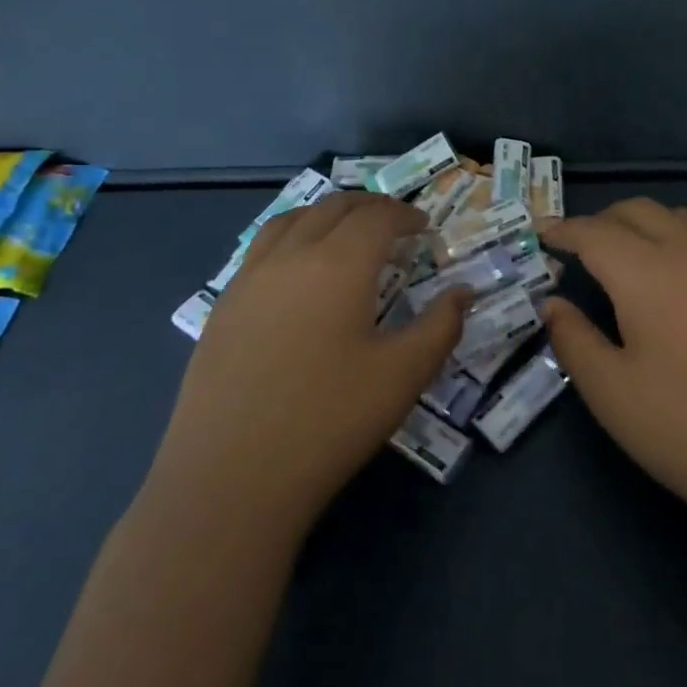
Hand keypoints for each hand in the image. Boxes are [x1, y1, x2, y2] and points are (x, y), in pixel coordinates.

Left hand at [154, 192, 469, 539]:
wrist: (229, 480)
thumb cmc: (329, 421)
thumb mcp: (403, 375)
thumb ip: (441, 325)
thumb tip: (463, 293)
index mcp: (337, 265)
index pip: (377, 217)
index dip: (405, 215)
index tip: (424, 228)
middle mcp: (290, 257)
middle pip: (332, 207)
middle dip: (369, 207)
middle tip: (394, 223)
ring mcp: (248, 280)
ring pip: (291, 220)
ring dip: (326, 214)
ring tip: (347, 233)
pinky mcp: (223, 308)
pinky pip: (261, 249)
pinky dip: (292, 237)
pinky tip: (299, 273)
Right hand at [542, 198, 686, 536]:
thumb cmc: (686, 429)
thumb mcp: (611, 393)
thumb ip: (574, 339)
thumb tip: (553, 304)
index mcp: (649, 274)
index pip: (596, 233)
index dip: (563, 230)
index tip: (540, 234)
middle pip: (637, 211)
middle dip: (600, 221)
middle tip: (576, 249)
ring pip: (677, 217)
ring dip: (641, 223)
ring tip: (623, 257)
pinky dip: (676, 237)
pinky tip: (672, 278)